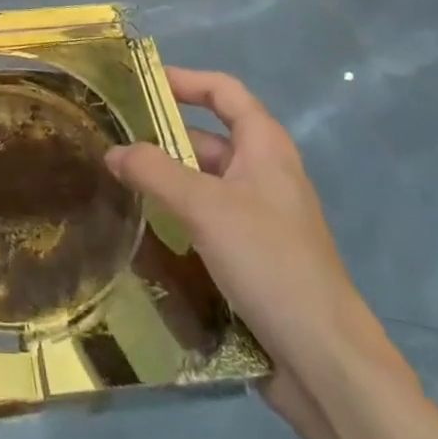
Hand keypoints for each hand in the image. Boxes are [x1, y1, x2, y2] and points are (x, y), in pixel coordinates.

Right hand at [104, 67, 371, 398]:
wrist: (324, 359)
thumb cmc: (268, 261)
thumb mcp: (203, 207)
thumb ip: (154, 172)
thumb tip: (113, 152)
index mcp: (265, 147)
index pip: (223, 92)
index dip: (184, 80)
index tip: (139, 83)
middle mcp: (264, 173)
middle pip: (208, 137)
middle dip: (162, 136)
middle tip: (112, 142)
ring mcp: (260, 216)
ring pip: (204, 181)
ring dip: (166, 180)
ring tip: (117, 184)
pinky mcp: (253, 254)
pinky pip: (207, 219)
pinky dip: (178, 215)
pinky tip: (146, 228)